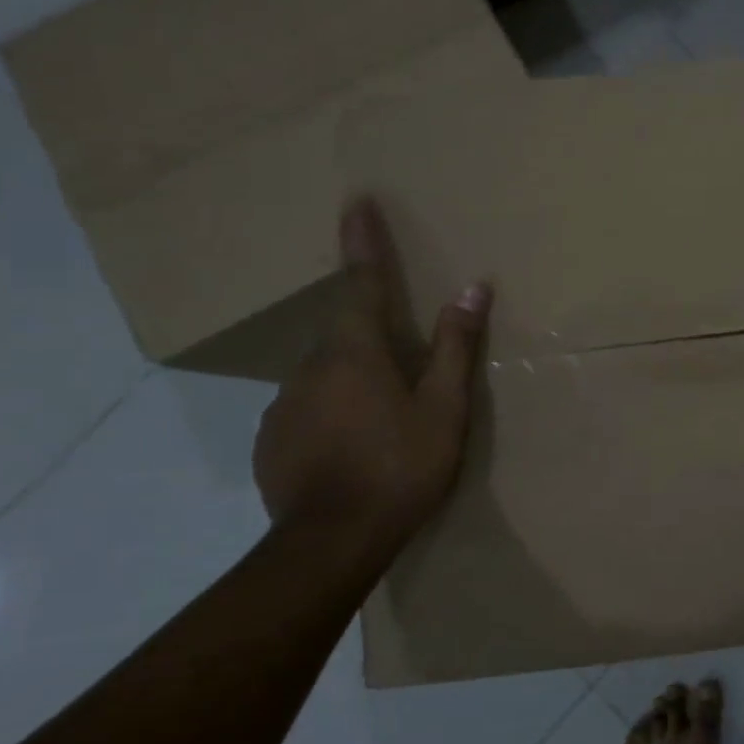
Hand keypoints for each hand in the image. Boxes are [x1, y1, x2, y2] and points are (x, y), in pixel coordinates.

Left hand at [253, 196, 490, 541]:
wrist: (331, 542)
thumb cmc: (400, 467)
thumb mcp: (444, 409)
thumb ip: (455, 348)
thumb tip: (472, 287)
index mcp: (355, 352)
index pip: (362, 283)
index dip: (363, 242)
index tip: (356, 201)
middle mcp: (310, 367)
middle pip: (344, 336)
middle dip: (370, 340)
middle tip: (400, 371)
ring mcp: (283, 405)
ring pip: (323, 376)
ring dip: (351, 384)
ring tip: (378, 422)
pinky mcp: (270, 441)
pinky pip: (306, 411)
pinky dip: (329, 416)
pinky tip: (349, 449)